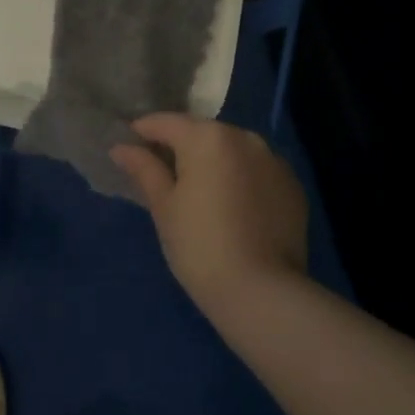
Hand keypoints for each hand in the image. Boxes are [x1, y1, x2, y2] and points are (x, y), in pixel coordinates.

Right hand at [110, 114, 307, 311]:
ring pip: (232, 151)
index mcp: (207, 137)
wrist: (262, 292)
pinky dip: (240, 179)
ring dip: (213, 162)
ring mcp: (274, 161)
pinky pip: (256, 171)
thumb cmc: (199, 244)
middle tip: (161, 174)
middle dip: (180, 147)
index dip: (142, 132)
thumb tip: (121, 148)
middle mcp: (244, 137)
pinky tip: (231, 208)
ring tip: (199, 191)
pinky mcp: (293, 186)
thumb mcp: (163, 206)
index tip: (128, 148)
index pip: (165, 122)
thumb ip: (144, 169)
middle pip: (201, 133)